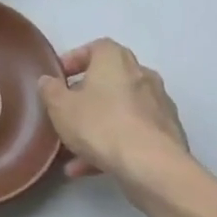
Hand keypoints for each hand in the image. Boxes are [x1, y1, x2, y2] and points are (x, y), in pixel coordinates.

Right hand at [39, 39, 190, 190]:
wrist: (153, 166)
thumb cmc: (101, 125)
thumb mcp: (61, 107)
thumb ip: (50, 90)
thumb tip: (48, 81)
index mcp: (116, 60)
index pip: (96, 47)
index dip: (75, 60)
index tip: (60, 78)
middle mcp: (142, 75)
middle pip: (110, 80)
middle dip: (86, 96)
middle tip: (67, 112)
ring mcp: (158, 105)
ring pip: (120, 110)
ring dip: (97, 126)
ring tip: (73, 151)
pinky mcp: (168, 134)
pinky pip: (133, 133)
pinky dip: (113, 145)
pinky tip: (90, 168)